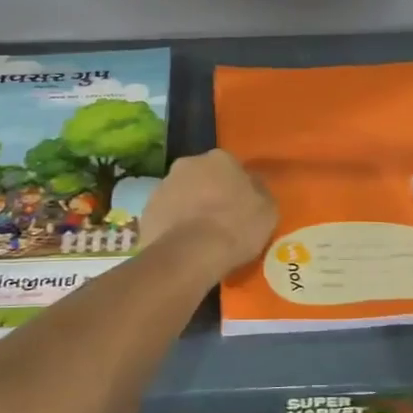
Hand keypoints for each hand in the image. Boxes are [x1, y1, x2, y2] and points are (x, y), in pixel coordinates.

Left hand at [141, 149, 277, 280]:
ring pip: (180, 195)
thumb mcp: (267, 210)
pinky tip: (182, 246)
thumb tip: (253, 185)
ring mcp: (162, 186)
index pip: (230, 167)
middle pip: (201, 176)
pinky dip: (172, 226)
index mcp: (219, 159)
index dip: (236, 187)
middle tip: (220, 220)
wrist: (191, 254)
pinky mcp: (146, 211)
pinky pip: (165, 216)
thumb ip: (259, 192)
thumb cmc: (236, 227)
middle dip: (208, 193)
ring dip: (188, 208)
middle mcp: (188, 164)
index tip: (241, 207)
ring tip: (199, 237)